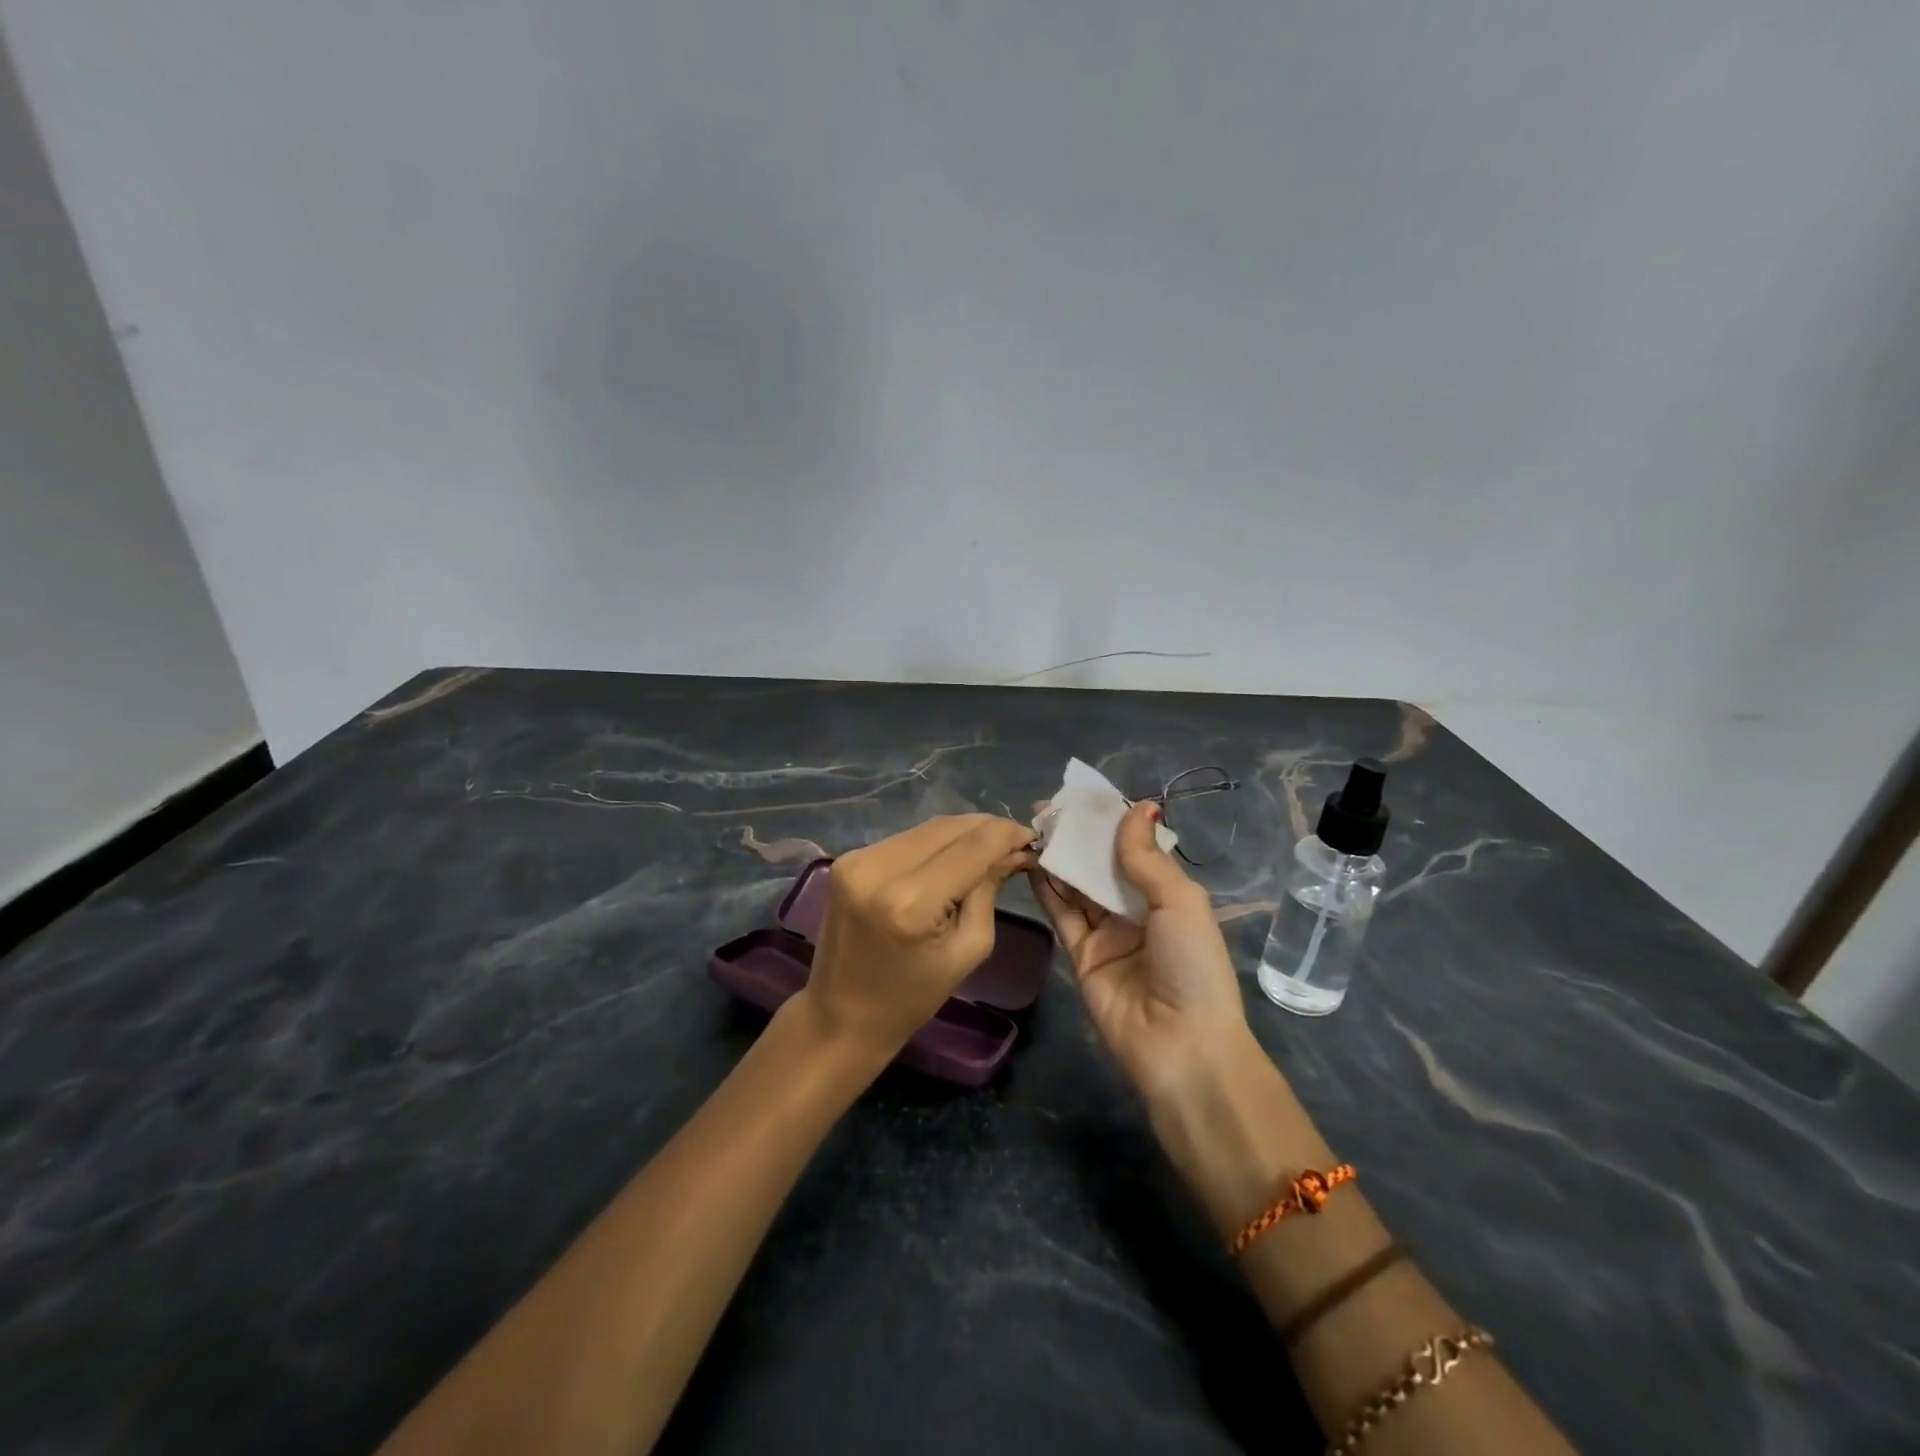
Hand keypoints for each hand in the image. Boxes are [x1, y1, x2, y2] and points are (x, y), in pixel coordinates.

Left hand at [805, 814, 1036, 1058]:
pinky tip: (952, 857)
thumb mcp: (967, 951)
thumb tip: (1011, 851)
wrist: (841, 1016)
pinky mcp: (847, 860)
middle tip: (1016, 841)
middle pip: (948, 828)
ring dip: (961, 833)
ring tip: (989, 848)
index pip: (972, 847)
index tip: (1032, 837)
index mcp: (910, 902)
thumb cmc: (911, 998)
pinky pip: (905, 840)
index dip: (1006, 834)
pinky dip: (934, 844)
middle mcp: (879, 869)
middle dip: (987, 829)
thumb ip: (988, 891)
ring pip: (926, 829)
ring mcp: (857, 860)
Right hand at [1029, 801, 1251, 1100]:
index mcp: (1168, 895)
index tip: (1081, 797)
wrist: (1182, 1046)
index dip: (1110, 823)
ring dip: (1059, 858)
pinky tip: (1032, 861)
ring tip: (1034, 827)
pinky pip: (1062, 914)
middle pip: (1102, 865)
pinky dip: (1047, 889)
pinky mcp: (1081, 955)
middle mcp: (1136, 910)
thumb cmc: (1192, 965)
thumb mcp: (1179, 902)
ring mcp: (1107, 933)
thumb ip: (1146, 857)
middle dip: (1078, 838)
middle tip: (1047, 809)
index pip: (1135, 849)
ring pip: (1078, 886)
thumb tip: (1138, 804)